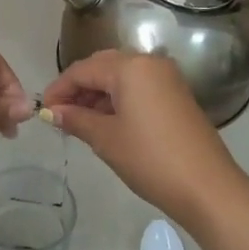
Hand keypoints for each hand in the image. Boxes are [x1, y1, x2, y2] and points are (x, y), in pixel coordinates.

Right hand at [42, 51, 248, 225]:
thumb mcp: (106, 139)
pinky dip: (118, 100)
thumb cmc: (150, 159)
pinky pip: (139, 88)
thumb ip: (75, 119)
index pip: (83, 69)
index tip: (42, 110)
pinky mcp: (177, 95)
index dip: (59, 88)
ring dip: (97, 94)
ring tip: (78, 122)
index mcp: (131, 67)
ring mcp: (167, 78)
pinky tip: (105, 122)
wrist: (206, 186)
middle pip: (103, 67)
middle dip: (78, 88)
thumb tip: (51, 112)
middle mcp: (150, 63)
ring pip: (122, 77)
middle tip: (58, 114)